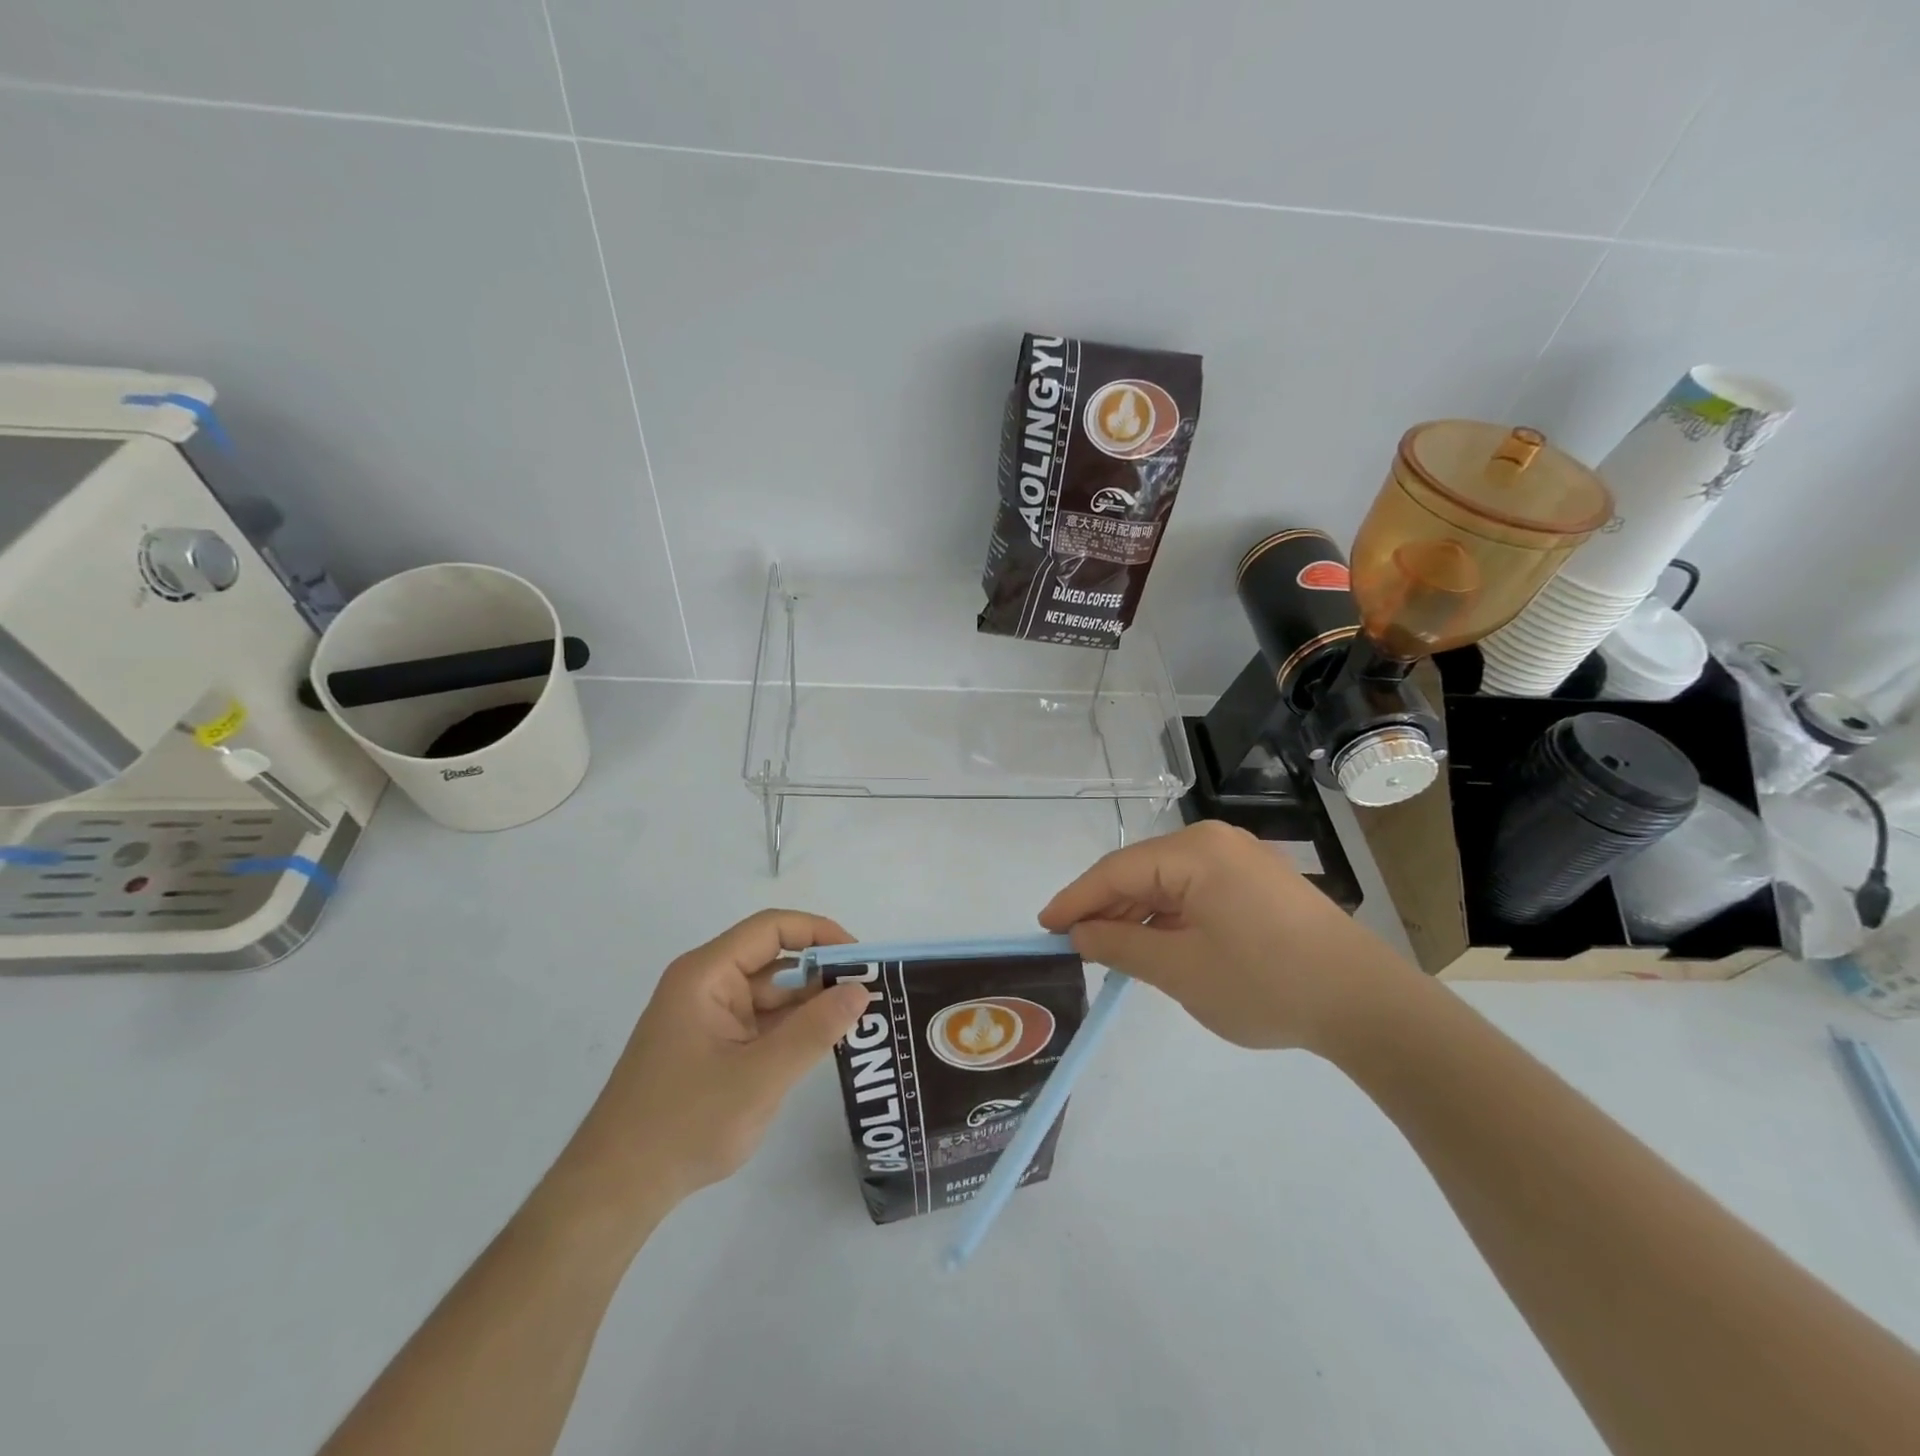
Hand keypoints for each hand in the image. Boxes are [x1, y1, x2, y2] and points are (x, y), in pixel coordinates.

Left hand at [562, 910, 870, 1217]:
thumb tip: (861, 990)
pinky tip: (825, 1041)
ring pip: (770, 993)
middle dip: (821, 972)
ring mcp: (707, 1017)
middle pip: (773, 959)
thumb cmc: (685, 1123)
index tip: (861, 958)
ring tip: (859, 1017)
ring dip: (809, 1003)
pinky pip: (760, 1022)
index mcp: (707, 974)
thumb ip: (814, 1030)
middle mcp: (706, 985)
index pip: (772, 929)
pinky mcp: (711, 1046)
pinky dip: (792, 1028)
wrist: (615, 1190)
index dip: (820, 933)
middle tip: (871, 992)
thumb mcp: (760, 1076)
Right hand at [1038, 821, 1418, 1053]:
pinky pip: (1196, 892)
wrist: (1365, 1004)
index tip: (1043, 927)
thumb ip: (1121, 946)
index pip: (1116, 871)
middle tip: (1073, 943)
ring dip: (1138, 915)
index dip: (1076, 900)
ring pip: (1168, 882)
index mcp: (1194, 852)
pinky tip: (1157, 945)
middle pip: (1141, 871)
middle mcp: (1215, 843)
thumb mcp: (1180, 970)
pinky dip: (1170, 917)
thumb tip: (1080, 934)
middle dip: (1106, 907)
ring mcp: (1241, 861)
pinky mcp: (1259, 883)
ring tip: (1110, 951)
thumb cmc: (1264, 983)